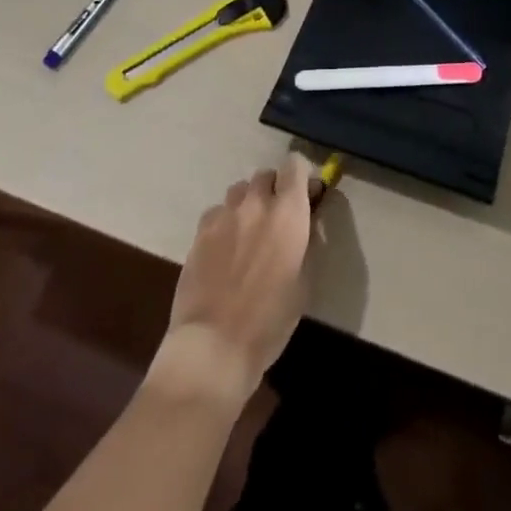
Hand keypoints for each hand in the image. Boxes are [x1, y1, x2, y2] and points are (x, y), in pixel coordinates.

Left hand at [150, 153, 316, 407]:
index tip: (305, 196)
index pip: (295, 165)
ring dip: (248, 203)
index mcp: (288, 212)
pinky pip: (217, 212)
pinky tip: (224, 246)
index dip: (301, 176)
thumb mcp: (304, 281)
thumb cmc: (270, 319)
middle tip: (277, 218)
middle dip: (274, 189)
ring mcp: (224, 215)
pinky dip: (225, 220)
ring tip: (249, 231)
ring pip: (239, 191)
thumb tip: (310, 219)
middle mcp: (256, 203)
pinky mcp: (200, 231)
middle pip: (265, 175)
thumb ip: (308, 240)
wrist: (214, 344)